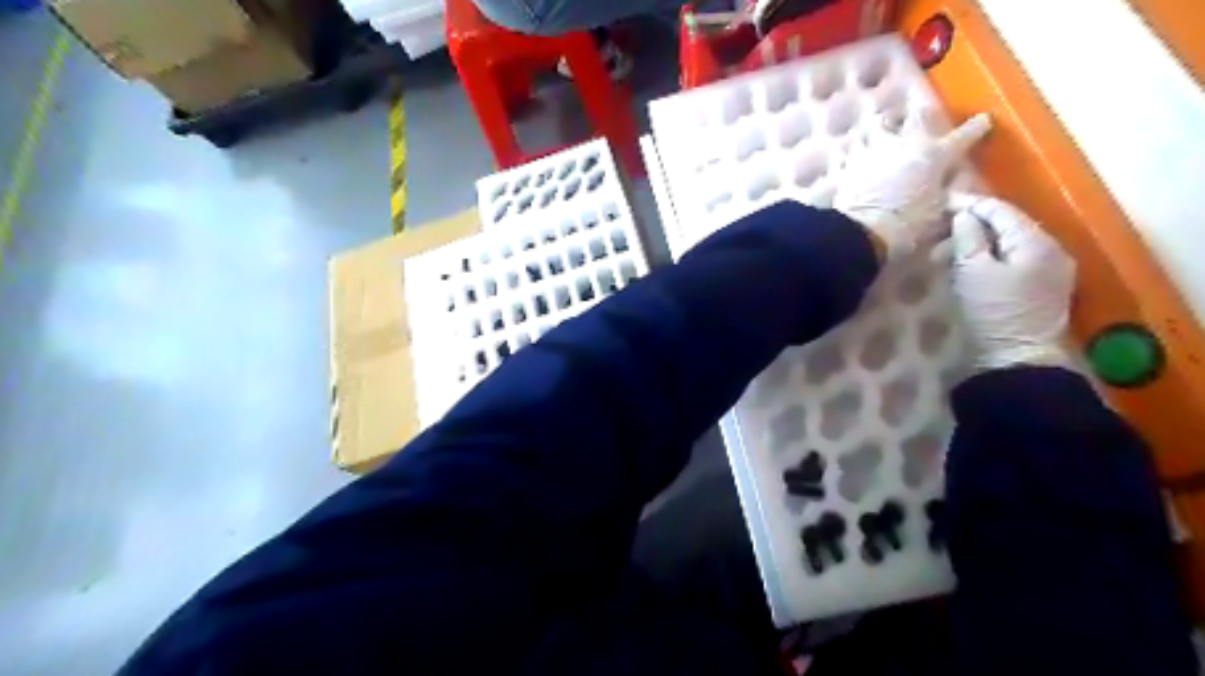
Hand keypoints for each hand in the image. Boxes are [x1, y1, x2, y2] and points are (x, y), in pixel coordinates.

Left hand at [835, 112, 993, 259]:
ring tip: (882, 131)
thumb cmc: (908, 225)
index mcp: (936, 155)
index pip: (963, 135)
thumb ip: (948, 194)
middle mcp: (905, 143)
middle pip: (917, 115)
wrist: (863, 231)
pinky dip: (854, 149)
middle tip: (920, 118)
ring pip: (878, 124)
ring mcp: (874, 150)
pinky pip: (850, 148)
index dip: (976, 128)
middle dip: (921, 115)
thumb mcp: (938, 212)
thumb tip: (955, 190)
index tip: (983, 121)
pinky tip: (853, 153)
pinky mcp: (849, 162)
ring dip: (883, 126)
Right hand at [952, 192, 1071, 372]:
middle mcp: (1050, 250)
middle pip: (1008, 226)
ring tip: (947, 251)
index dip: (971, 203)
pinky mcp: (1040, 289)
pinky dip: (989, 257)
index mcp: (1036, 242)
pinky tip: (968, 265)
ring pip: (1009, 244)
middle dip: (973, 224)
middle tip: (939, 228)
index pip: (1001, 210)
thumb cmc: (993, 313)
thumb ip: (969, 238)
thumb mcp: (973, 272)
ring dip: (979, 243)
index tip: (942, 200)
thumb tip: (964, 215)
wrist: (1017, 360)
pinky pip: (1012, 261)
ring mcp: (1049, 271)